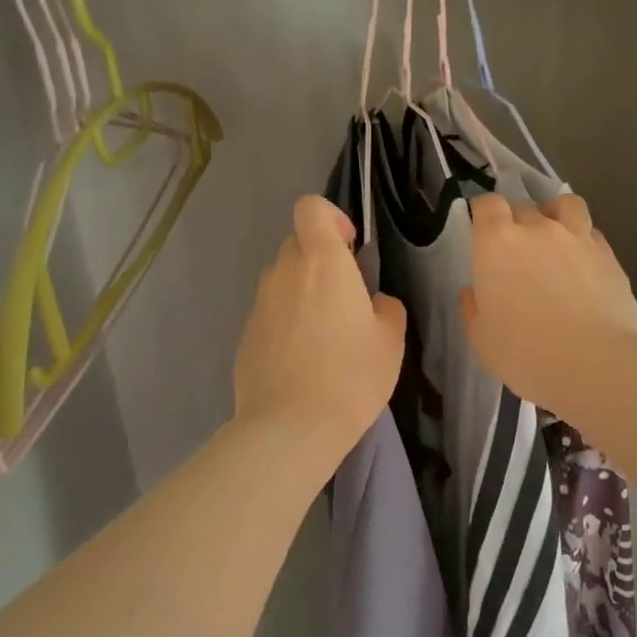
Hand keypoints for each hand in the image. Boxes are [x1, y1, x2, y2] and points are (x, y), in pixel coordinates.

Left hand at [233, 196, 405, 462]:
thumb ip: (386, 308)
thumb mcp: (391, 341)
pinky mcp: (245, 336)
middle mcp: (285, 273)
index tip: (350, 249)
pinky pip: (270, 314)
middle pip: (297, 244)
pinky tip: (302, 362)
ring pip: (282, 280)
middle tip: (345, 300)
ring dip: (302, 292)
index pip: (311, 208)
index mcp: (323, 263)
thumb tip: (375, 303)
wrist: (290, 428)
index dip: (331, 219)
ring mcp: (259, 305)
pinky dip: (286, 323)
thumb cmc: (351, 376)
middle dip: (320, 261)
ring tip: (323, 335)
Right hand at [460, 193, 636, 418]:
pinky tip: (582, 262)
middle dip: (515, 222)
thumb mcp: (483, 339)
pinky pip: (591, 232)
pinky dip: (582, 239)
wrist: (597, 365)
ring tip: (554, 238)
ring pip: (565, 205)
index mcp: (498, 243)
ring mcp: (577, 238)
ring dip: (555, 215)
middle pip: (522, 207)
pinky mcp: (608, 254)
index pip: (487, 204)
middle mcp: (538, 229)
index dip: (483, 212)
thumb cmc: (527, 354)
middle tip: (515, 252)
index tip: (482, 228)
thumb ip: (474, 307)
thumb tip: (475, 291)